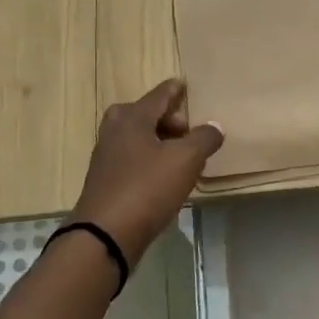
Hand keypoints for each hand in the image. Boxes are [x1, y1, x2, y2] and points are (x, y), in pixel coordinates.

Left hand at [71, 79, 223, 266]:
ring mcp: (106, 156)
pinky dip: (149, 160)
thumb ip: (204, 138)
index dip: (175, 90)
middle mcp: (115, 130)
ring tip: (182, 156)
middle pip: (144, 114)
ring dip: (159, 141)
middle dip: (167, 118)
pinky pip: (132, 159)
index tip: (184, 84)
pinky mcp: (105, 180)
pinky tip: (164, 177)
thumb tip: (214, 126)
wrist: (105, 235)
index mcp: (133, 117)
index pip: (159, 95)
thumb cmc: (147, 188)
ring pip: (137, 137)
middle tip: (187, 130)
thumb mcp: (186, 160)